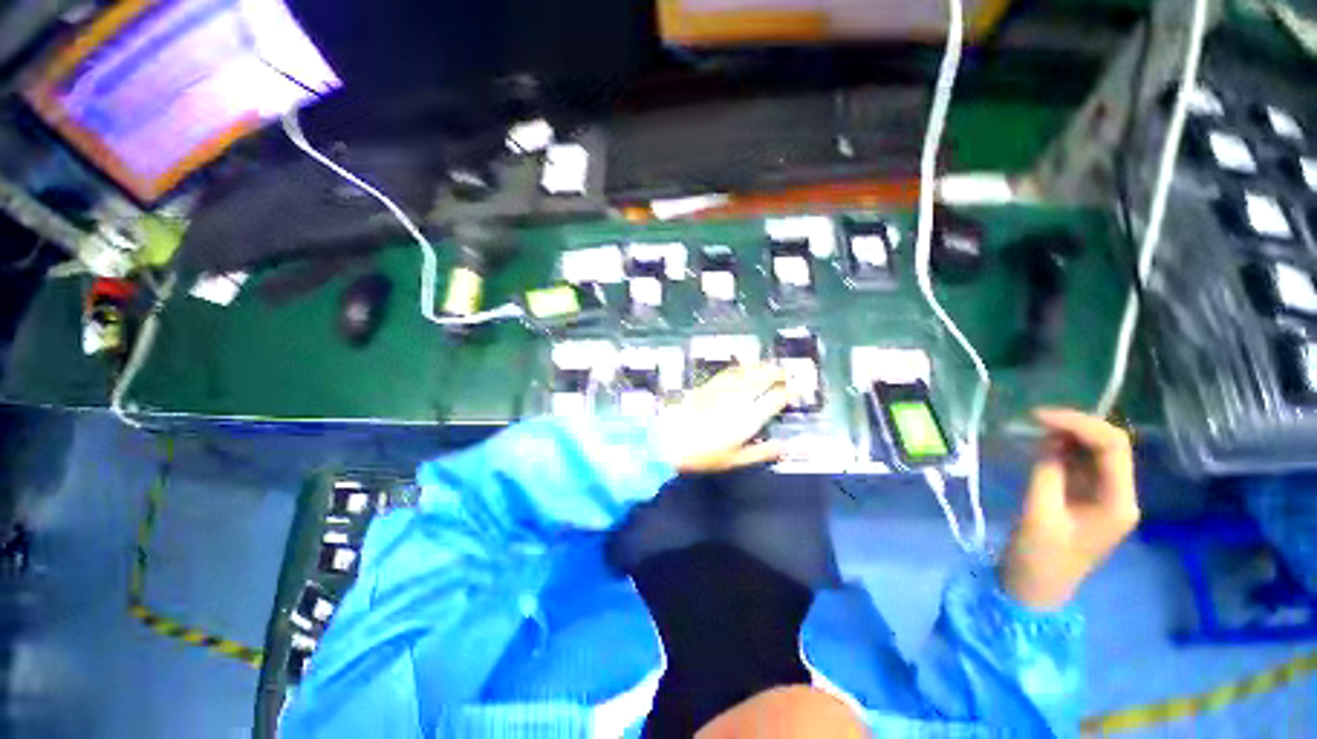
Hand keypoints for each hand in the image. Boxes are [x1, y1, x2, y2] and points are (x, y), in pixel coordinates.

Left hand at [654, 364, 789, 472]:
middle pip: (763, 379)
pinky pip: (729, 372)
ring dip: (761, 367)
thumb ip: (761, 452)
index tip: (796, 391)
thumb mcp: (735, 460)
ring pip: (747, 371)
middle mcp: (738, 399)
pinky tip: (743, 367)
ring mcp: (723, 390)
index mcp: (749, 417)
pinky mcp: (709, 386)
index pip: (775, 399)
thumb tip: (783, 447)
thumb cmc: (703, 454)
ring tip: (769, 366)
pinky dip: (741, 367)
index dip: (789, 393)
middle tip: (786, 373)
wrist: (669, 439)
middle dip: (778, 374)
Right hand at [1000, 408, 1139, 610]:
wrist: (1035, 589)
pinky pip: (1081, 464)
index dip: (1079, 424)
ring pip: (1096, 452)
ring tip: (1035, 431)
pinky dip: (1062, 450)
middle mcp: (1120, 495)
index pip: (1112, 447)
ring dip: (1068, 436)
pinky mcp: (1087, 499)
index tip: (1038, 416)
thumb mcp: (1038, 513)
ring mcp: (1105, 497)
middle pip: (1109, 446)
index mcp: (1118, 502)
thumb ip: (1047, 472)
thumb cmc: (1039, 557)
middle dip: (1076, 426)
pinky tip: (1042, 448)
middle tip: (1035, 420)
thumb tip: (1051, 440)